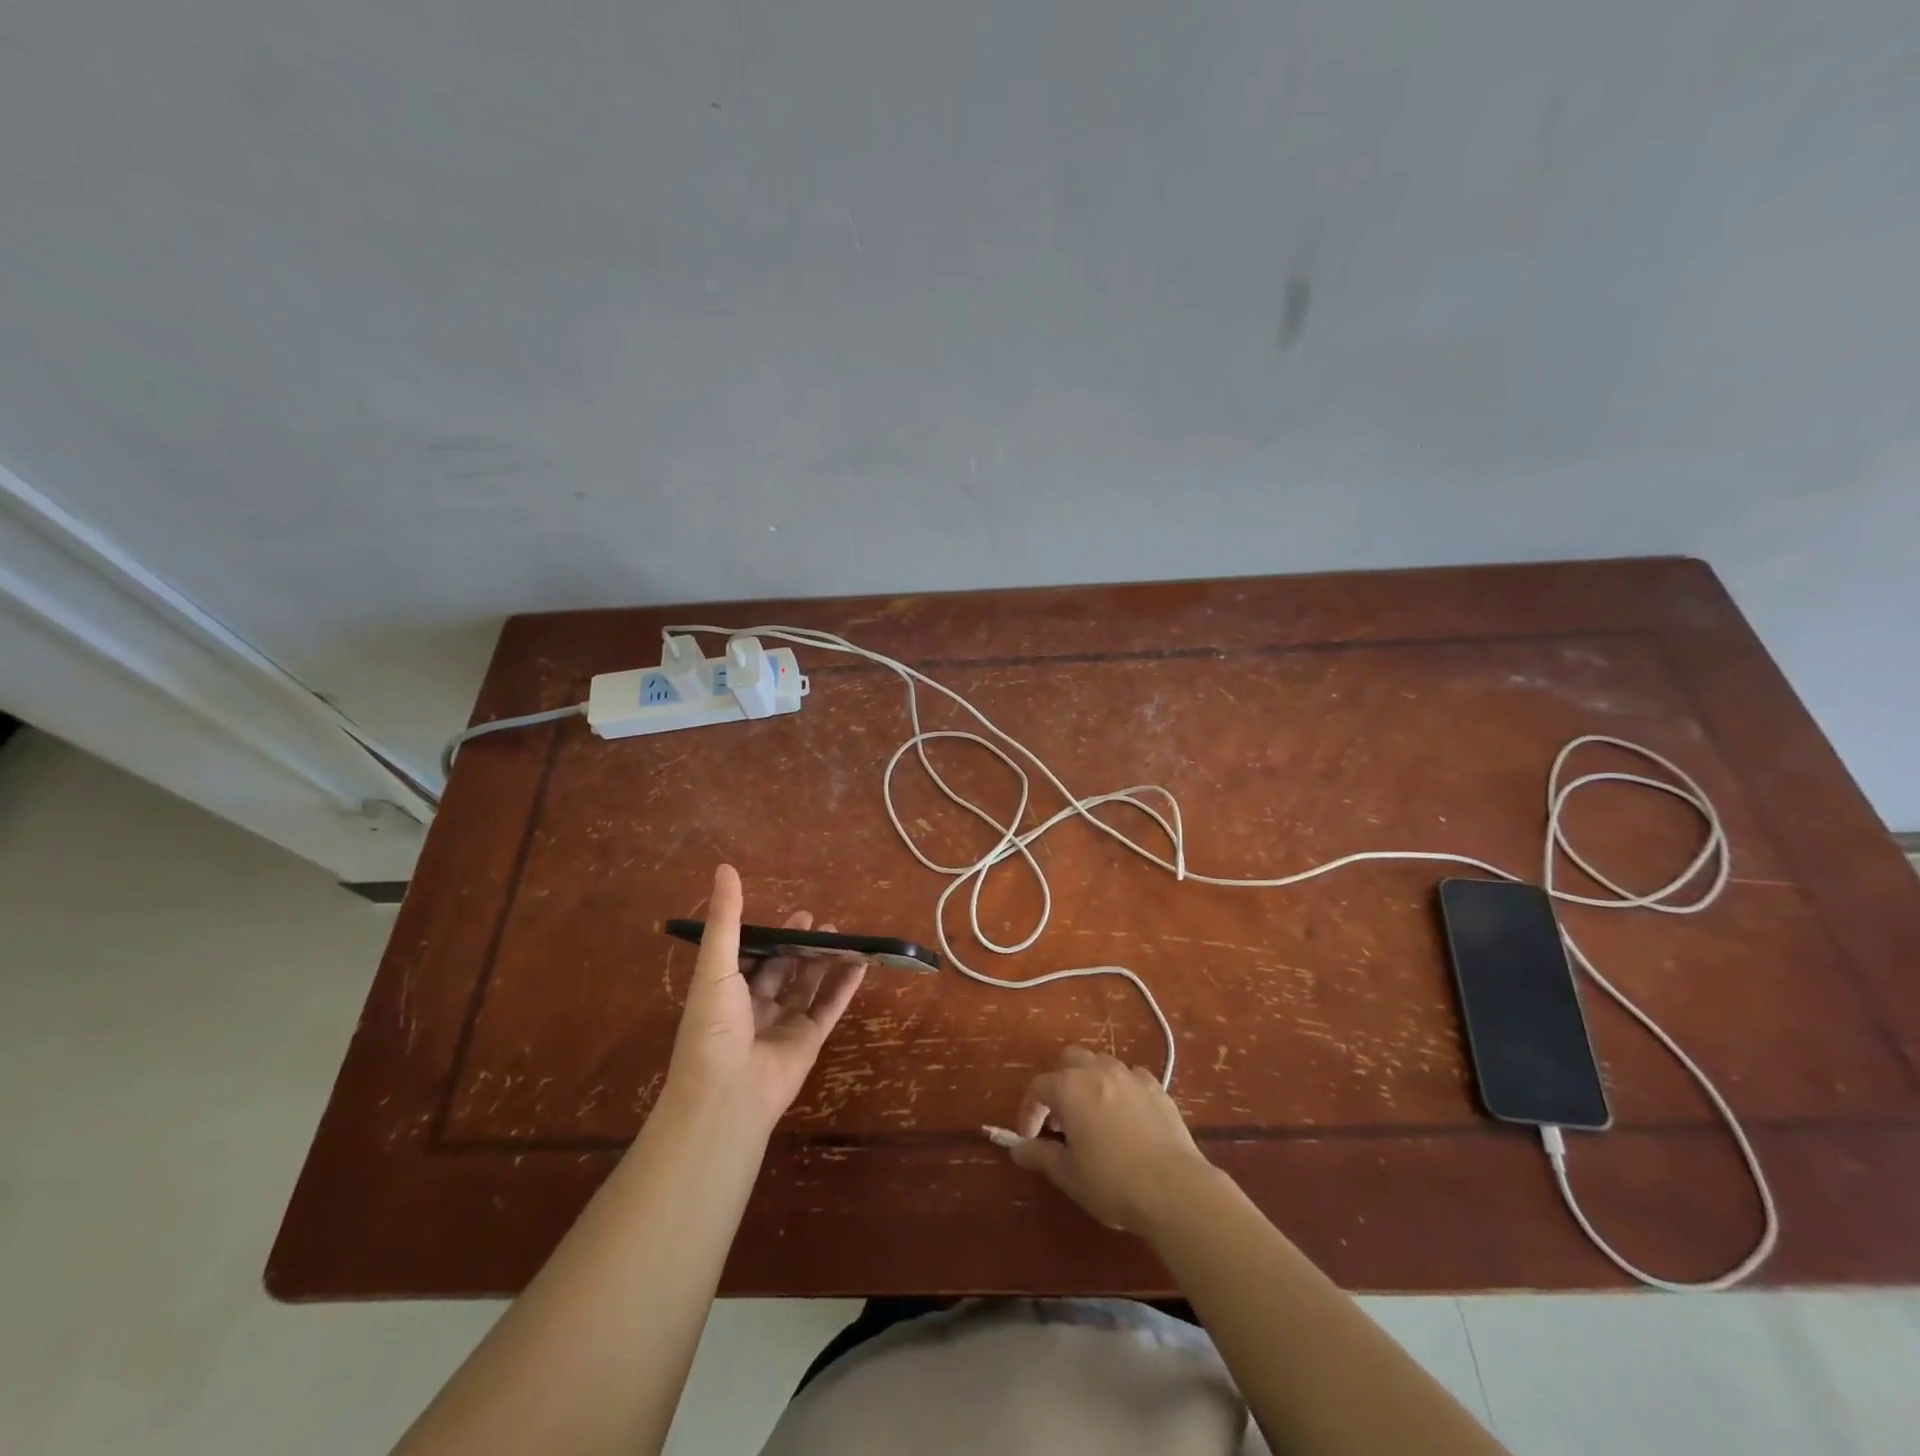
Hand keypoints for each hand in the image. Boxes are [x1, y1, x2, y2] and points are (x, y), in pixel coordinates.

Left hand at [664, 864, 867, 1138]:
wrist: (727, 1093)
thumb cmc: (713, 1025)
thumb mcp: (715, 965)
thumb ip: (726, 918)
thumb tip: (725, 868)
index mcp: (726, 990)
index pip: (748, 956)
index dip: (767, 935)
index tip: (787, 913)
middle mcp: (754, 1005)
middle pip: (781, 969)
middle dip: (798, 944)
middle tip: (817, 920)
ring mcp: (783, 1024)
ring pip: (808, 985)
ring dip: (823, 960)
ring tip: (840, 933)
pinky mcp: (809, 1040)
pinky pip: (830, 1006)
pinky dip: (845, 985)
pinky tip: (860, 962)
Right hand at [1004, 1045, 1213, 1234]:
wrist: (1175, 1189)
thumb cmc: (1113, 1183)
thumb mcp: (1069, 1175)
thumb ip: (1040, 1156)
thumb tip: (1017, 1149)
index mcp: (1071, 1088)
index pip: (1039, 1087)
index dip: (1029, 1110)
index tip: (1029, 1137)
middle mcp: (1098, 1071)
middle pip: (1070, 1059)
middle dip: (1060, 1082)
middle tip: (1061, 1119)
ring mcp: (1131, 1076)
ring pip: (1101, 1063)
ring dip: (1090, 1082)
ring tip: (1093, 1116)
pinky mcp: (1157, 1088)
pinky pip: (1131, 1077)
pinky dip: (1121, 1089)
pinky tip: (1126, 1115)